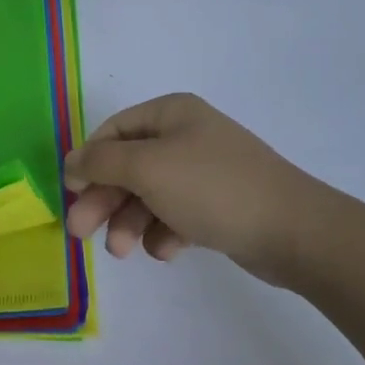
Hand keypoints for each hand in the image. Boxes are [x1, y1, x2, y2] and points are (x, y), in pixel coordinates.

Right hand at [64, 92, 343, 281]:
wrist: (293, 230)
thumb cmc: (212, 187)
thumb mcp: (147, 168)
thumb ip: (101, 162)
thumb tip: (70, 162)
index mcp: (171, 113)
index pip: (113, 131)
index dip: (88, 161)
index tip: (70, 193)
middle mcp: (186, 136)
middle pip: (128, 166)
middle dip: (104, 199)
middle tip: (80, 232)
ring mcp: (204, 172)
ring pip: (149, 195)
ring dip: (130, 221)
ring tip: (124, 251)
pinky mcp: (218, 205)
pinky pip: (176, 215)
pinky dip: (164, 232)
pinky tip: (168, 250)